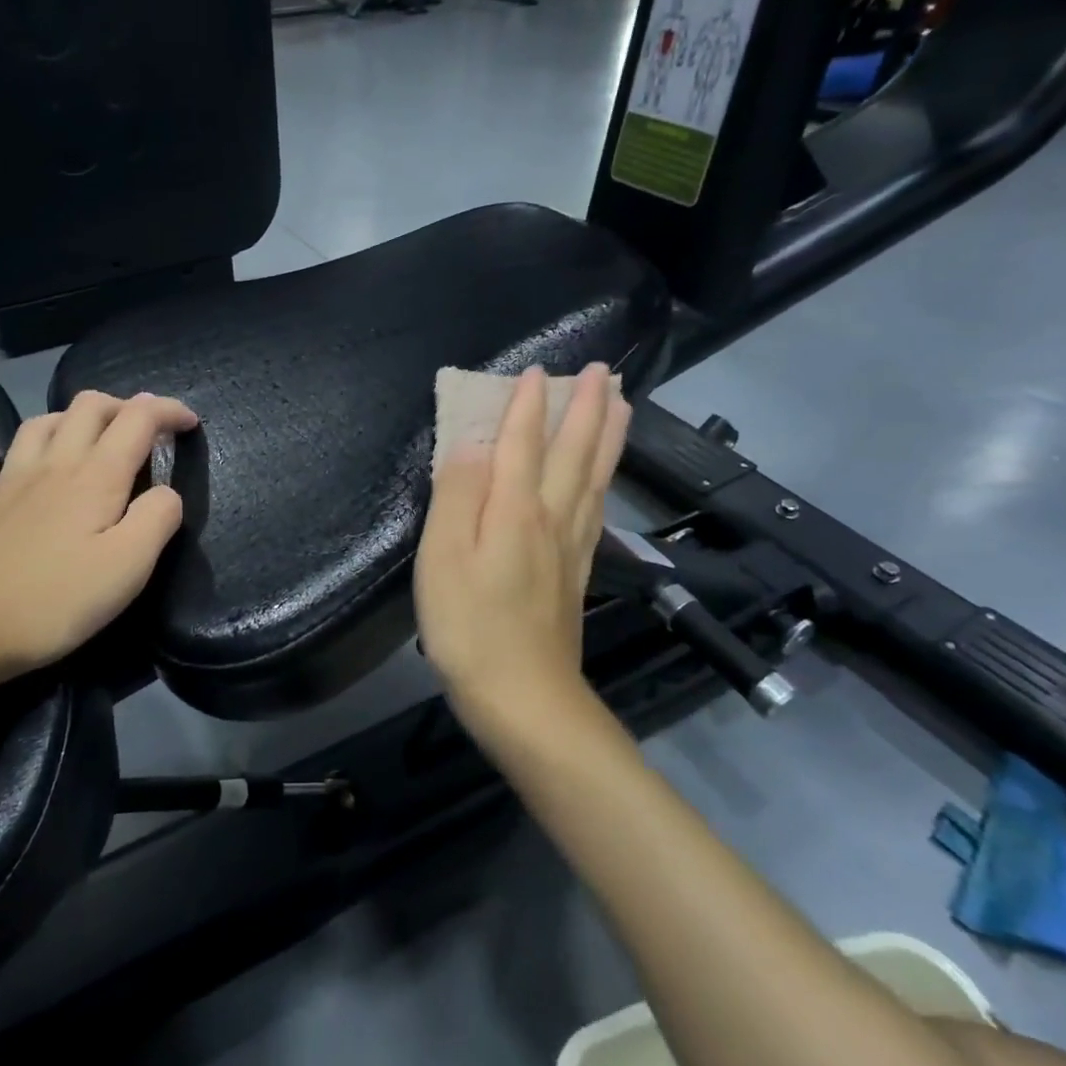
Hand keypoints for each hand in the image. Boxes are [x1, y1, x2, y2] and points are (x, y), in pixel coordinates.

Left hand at [0, 390, 197, 702]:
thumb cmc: (50, 601)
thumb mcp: (127, 567)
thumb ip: (158, 519)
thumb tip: (167, 493)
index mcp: (95, 476)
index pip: (139, 418)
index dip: (168, 410)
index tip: (190, 423)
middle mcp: (52, 464)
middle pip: (88, 406)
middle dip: (123, 405)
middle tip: (144, 430)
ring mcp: (5, 483)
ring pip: (40, 424)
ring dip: (71, 419)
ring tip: (86, 437)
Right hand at [413, 365, 630, 725]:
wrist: (523, 698)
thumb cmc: (470, 625)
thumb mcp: (444, 556)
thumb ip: (458, 493)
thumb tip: (471, 443)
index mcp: (517, 508)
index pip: (524, 441)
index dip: (528, 404)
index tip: (536, 368)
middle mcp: (553, 517)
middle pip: (575, 451)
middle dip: (587, 406)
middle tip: (600, 370)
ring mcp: (572, 545)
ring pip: (595, 476)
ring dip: (608, 434)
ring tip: (621, 403)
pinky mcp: (577, 572)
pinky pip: (597, 507)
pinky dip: (604, 478)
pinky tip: (604, 477)